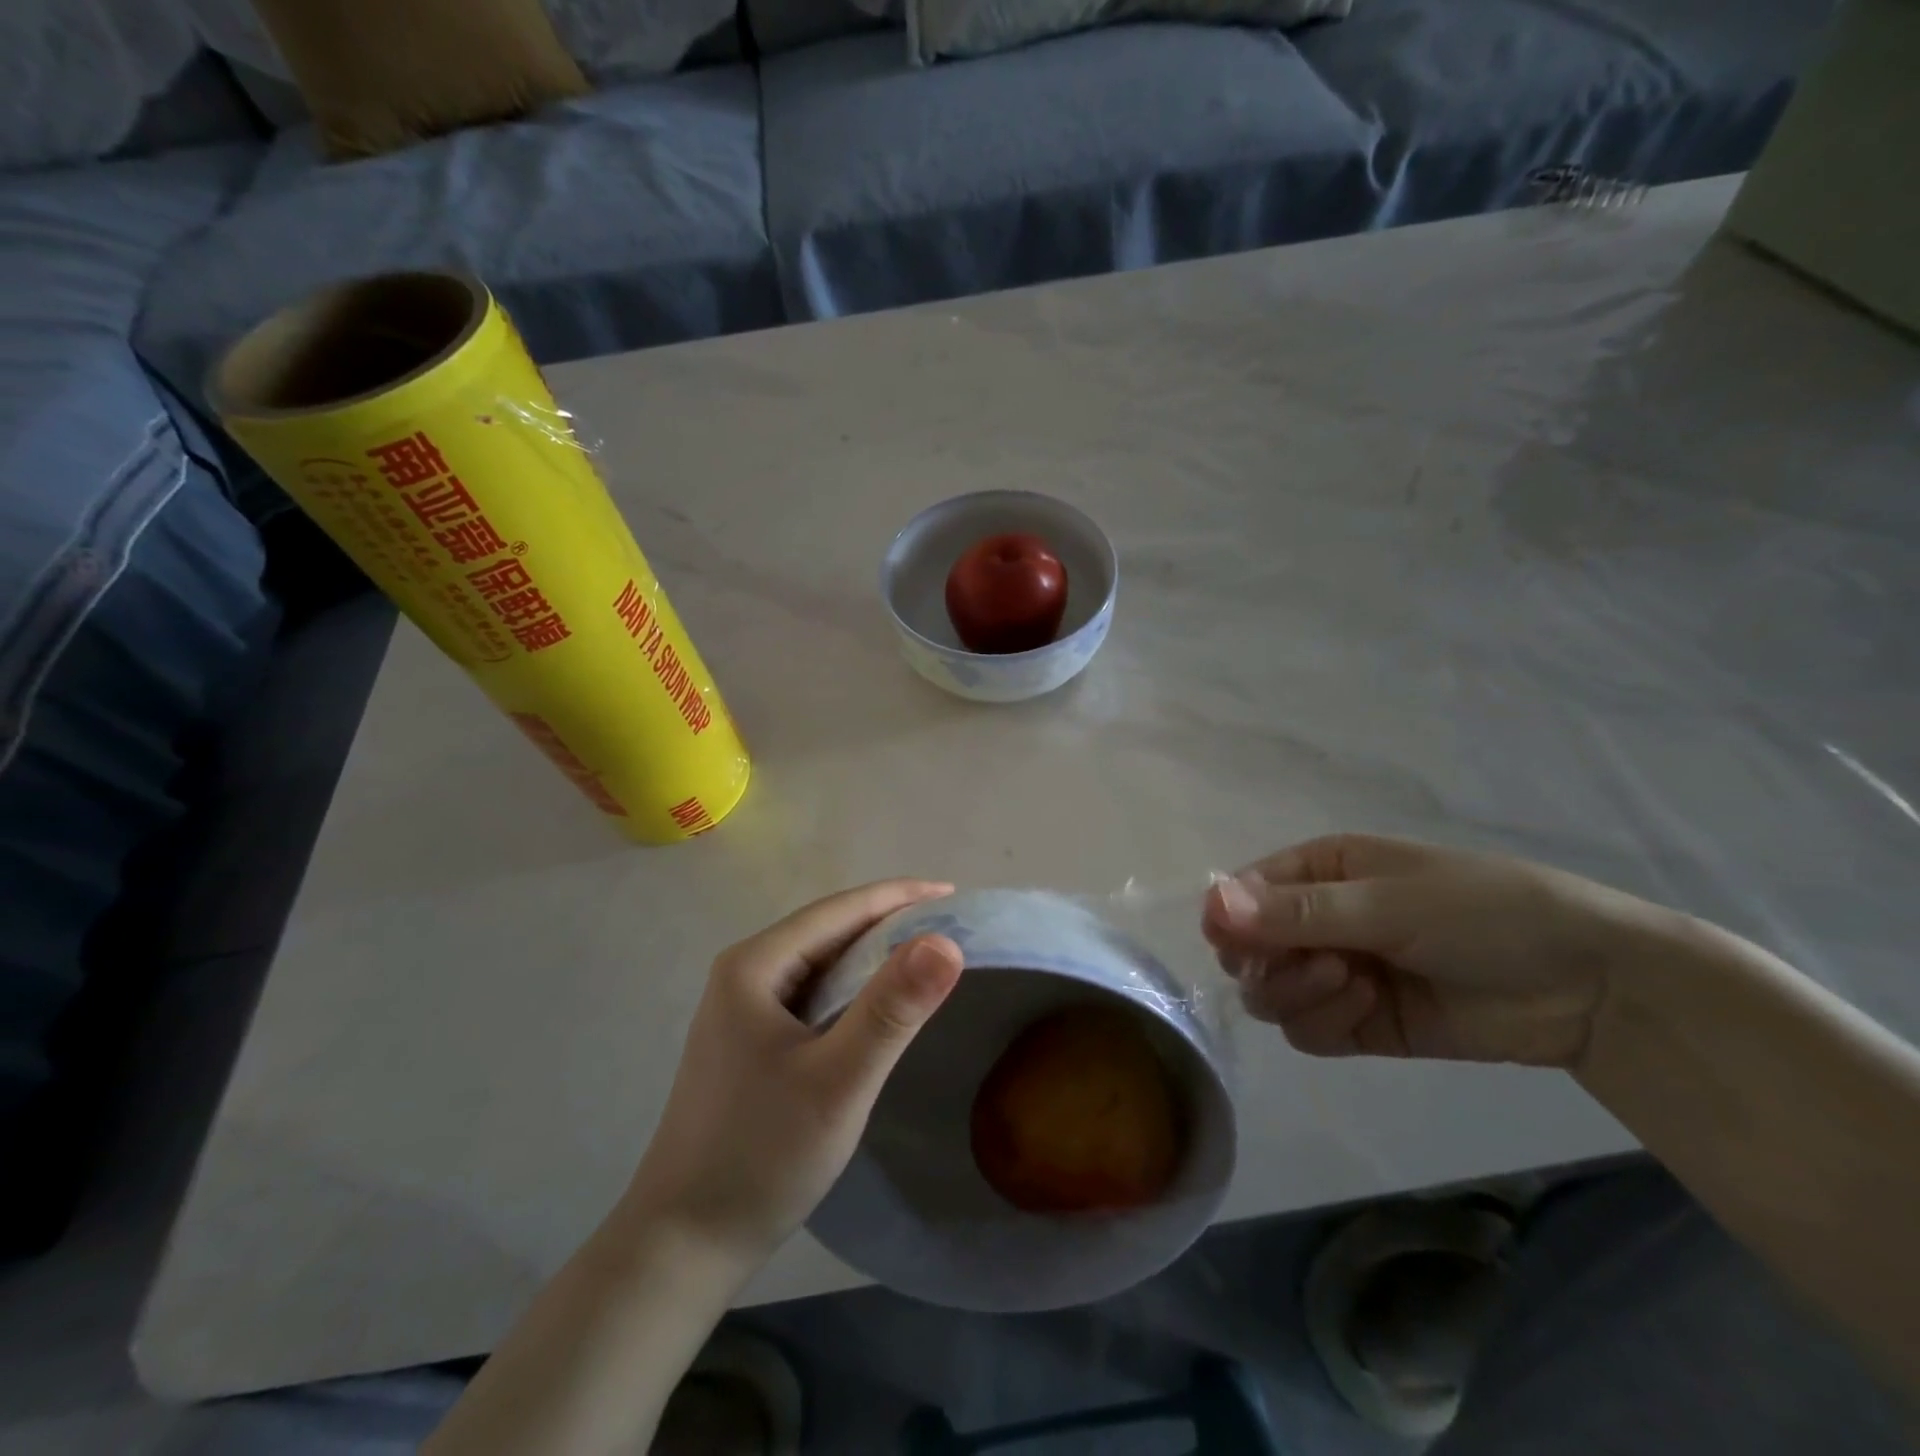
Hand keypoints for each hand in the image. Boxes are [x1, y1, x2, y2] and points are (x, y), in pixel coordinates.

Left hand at [622, 881, 963, 1275]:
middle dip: (889, 922)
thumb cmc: (761, 1156)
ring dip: (872, 955)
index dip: (900, 896)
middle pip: (828, 930)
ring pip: (820, 962)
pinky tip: (877, 1005)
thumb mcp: (839, 1081)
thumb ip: (892, 1009)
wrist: (682, 1245)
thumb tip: (946, 941)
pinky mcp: (747, 1041)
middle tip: (949, 926)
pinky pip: (810, 994)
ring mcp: (741, 1008)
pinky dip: (851, 989)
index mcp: (754, 965)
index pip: (839, 910)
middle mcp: (743, 973)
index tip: (954, 894)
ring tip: (925, 958)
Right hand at [1201, 834, 1678, 1068]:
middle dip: (1272, 964)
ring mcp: (1334, 973)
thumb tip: (1210, 905)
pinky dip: (1324, 1023)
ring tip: (1356, 985)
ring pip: (1269, 994)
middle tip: (1322, 966)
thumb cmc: (1484, 911)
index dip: (1230, 921)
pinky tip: (1368, 1009)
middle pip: (1247, 951)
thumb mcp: (1388, 902)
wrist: (1588, 986)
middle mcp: (1314, 920)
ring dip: (1301, 994)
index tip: (1240, 946)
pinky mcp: (1357, 1023)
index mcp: (1317, 871)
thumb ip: (1297, 911)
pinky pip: (1305, 1031)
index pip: (1240, 895)